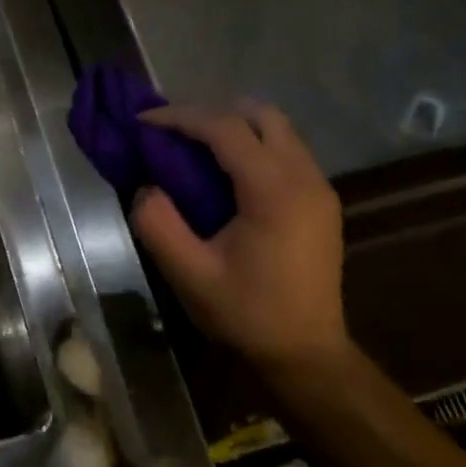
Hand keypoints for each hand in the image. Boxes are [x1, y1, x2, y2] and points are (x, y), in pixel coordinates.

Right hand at [130, 102, 350, 377]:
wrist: (305, 353)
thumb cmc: (246, 315)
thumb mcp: (190, 275)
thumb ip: (159, 225)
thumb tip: (147, 188)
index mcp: (274, 191)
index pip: (226, 129)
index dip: (180, 117)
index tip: (143, 121)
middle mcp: (305, 178)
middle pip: (261, 114)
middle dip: (212, 113)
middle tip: (173, 134)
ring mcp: (319, 189)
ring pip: (279, 130)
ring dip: (235, 129)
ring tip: (194, 151)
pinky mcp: (322, 203)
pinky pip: (287, 153)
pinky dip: (253, 148)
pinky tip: (226, 177)